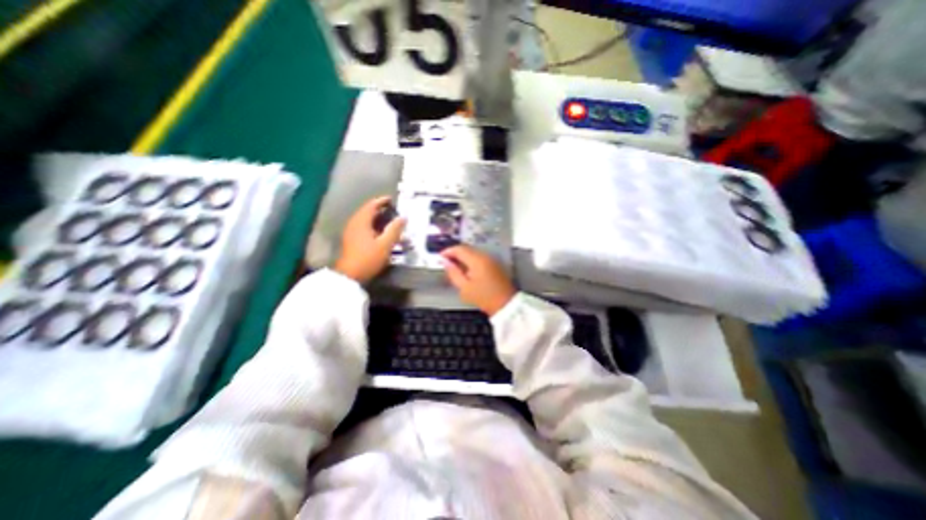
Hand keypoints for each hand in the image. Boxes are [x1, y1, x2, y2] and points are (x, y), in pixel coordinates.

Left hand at [334, 194, 406, 284]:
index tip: (392, 200)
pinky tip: (379, 232)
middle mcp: (354, 223)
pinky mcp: (350, 240)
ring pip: (364, 219)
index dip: (382, 201)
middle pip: (367, 211)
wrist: (350, 275)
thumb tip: (403, 217)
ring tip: (388, 221)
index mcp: (361, 221)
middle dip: (379, 209)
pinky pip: (362, 226)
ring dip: (375, 218)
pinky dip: (371, 225)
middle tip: (392, 211)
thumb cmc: (368, 258)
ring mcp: (350, 232)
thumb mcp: (385, 244)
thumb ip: (395, 230)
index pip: (371, 205)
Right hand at [438, 244, 512, 316]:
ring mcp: (491, 259)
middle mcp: (485, 256)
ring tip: (454, 267)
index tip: (440, 257)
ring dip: (462, 256)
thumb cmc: (484, 297)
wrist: (506, 304)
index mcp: (477, 260)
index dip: (448, 251)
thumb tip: (444, 262)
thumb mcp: (464, 287)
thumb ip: (453, 272)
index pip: (459, 249)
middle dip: (454, 253)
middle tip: (445, 262)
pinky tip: (466, 270)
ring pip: (473, 252)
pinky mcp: (494, 264)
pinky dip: (470, 260)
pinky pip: (479, 257)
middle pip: (467, 249)